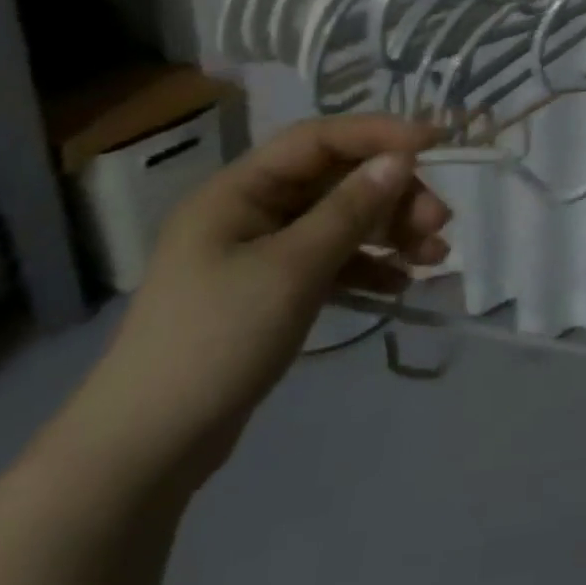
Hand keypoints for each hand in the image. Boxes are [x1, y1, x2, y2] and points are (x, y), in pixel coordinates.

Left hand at [74, 116, 449, 485]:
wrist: (146, 451)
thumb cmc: (217, 340)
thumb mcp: (293, 268)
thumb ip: (350, 209)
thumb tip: (401, 159)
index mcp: (240, 190)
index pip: (320, 139)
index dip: (380, 134)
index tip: (436, 143)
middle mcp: (251, 210)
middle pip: (338, 181)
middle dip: (393, 196)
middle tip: (440, 223)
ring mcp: (261, 252)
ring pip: (342, 221)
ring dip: (390, 231)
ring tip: (434, 256)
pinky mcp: (273, 289)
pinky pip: (332, 260)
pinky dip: (368, 266)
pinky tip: (402, 283)